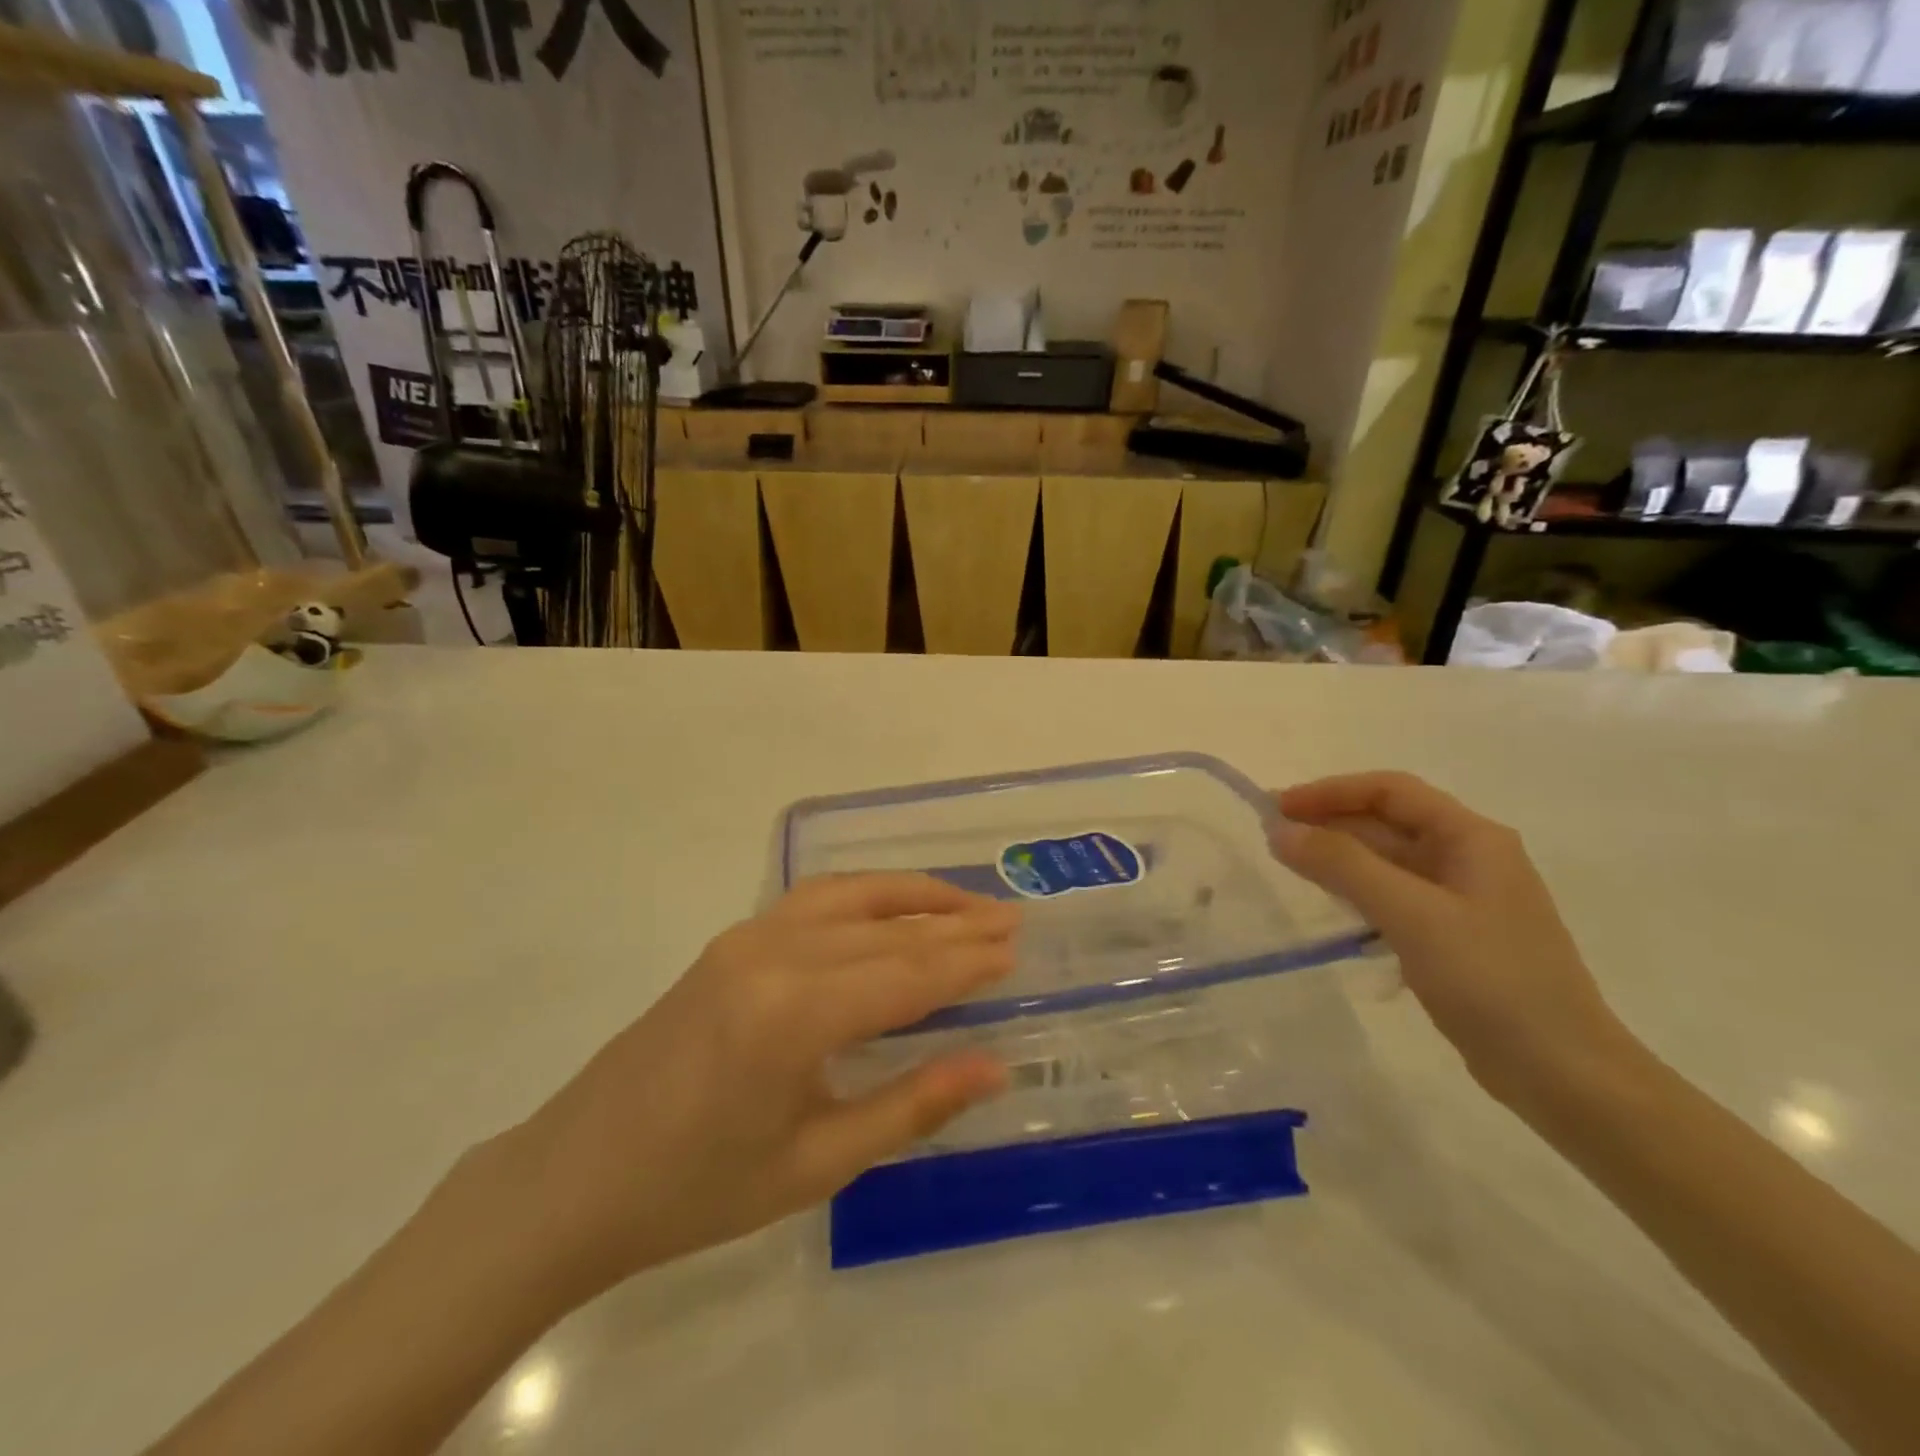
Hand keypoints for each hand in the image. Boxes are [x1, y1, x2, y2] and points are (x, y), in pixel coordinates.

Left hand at [489, 874, 1018, 1301]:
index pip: (906, 974)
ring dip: (913, 895)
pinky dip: (865, 894)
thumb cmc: (699, 1188)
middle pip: (886, 931)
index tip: (1017, 952)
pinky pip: (814, 900)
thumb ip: (911, 1106)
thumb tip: (993, 1066)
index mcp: (795, 1014)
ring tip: (967, 902)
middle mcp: (775, 954)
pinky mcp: (731, 940)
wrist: (577, 1177)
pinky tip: (890, 904)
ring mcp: (747, 937)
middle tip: (1011, 920)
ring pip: (851, 898)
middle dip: (954, 927)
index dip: (966, 963)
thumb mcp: (816, 1163)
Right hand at [1269, 772, 1635, 1104]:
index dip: (1330, 791)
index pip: (1390, 791)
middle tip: (1271, 836)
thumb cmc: (1491, 981)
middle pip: (1387, 822)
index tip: (1277, 807)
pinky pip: (1393, 896)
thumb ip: (1343, 866)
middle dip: (1328, 822)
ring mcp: (1462, 899)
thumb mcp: (1412, 914)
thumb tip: (1279, 829)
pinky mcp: (1451, 936)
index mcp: (1472, 838)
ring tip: (1288, 866)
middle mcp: (1469, 858)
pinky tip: (1329, 908)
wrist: (1563, 1074)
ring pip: (1387, 861)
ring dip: (1338, 857)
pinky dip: (1356, 892)